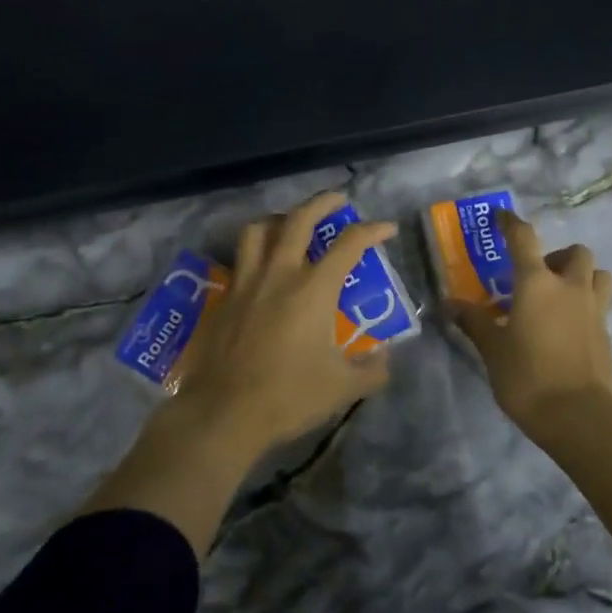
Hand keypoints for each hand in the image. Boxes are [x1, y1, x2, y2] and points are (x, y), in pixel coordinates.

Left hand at [171, 189, 396, 463]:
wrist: (224, 412)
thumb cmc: (288, 396)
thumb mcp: (342, 388)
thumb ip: (371, 370)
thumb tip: (385, 358)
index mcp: (313, 289)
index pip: (349, 245)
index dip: (372, 230)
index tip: (387, 228)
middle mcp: (278, 274)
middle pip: (299, 220)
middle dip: (322, 203)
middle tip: (338, 200)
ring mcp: (246, 283)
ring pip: (258, 231)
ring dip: (279, 219)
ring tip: (290, 224)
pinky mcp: (224, 298)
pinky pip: (239, 260)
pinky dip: (254, 252)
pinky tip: (261, 268)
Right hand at [452, 210, 611, 439]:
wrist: (580, 417)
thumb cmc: (528, 377)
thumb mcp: (492, 350)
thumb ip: (474, 322)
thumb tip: (450, 304)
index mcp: (537, 283)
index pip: (524, 238)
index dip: (511, 223)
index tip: (502, 217)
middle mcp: (570, 287)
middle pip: (575, 252)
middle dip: (557, 257)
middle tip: (536, 278)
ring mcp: (594, 309)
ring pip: (598, 274)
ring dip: (581, 276)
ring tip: (560, 298)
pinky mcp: (607, 333)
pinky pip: (600, 304)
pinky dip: (586, 304)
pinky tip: (567, 327)